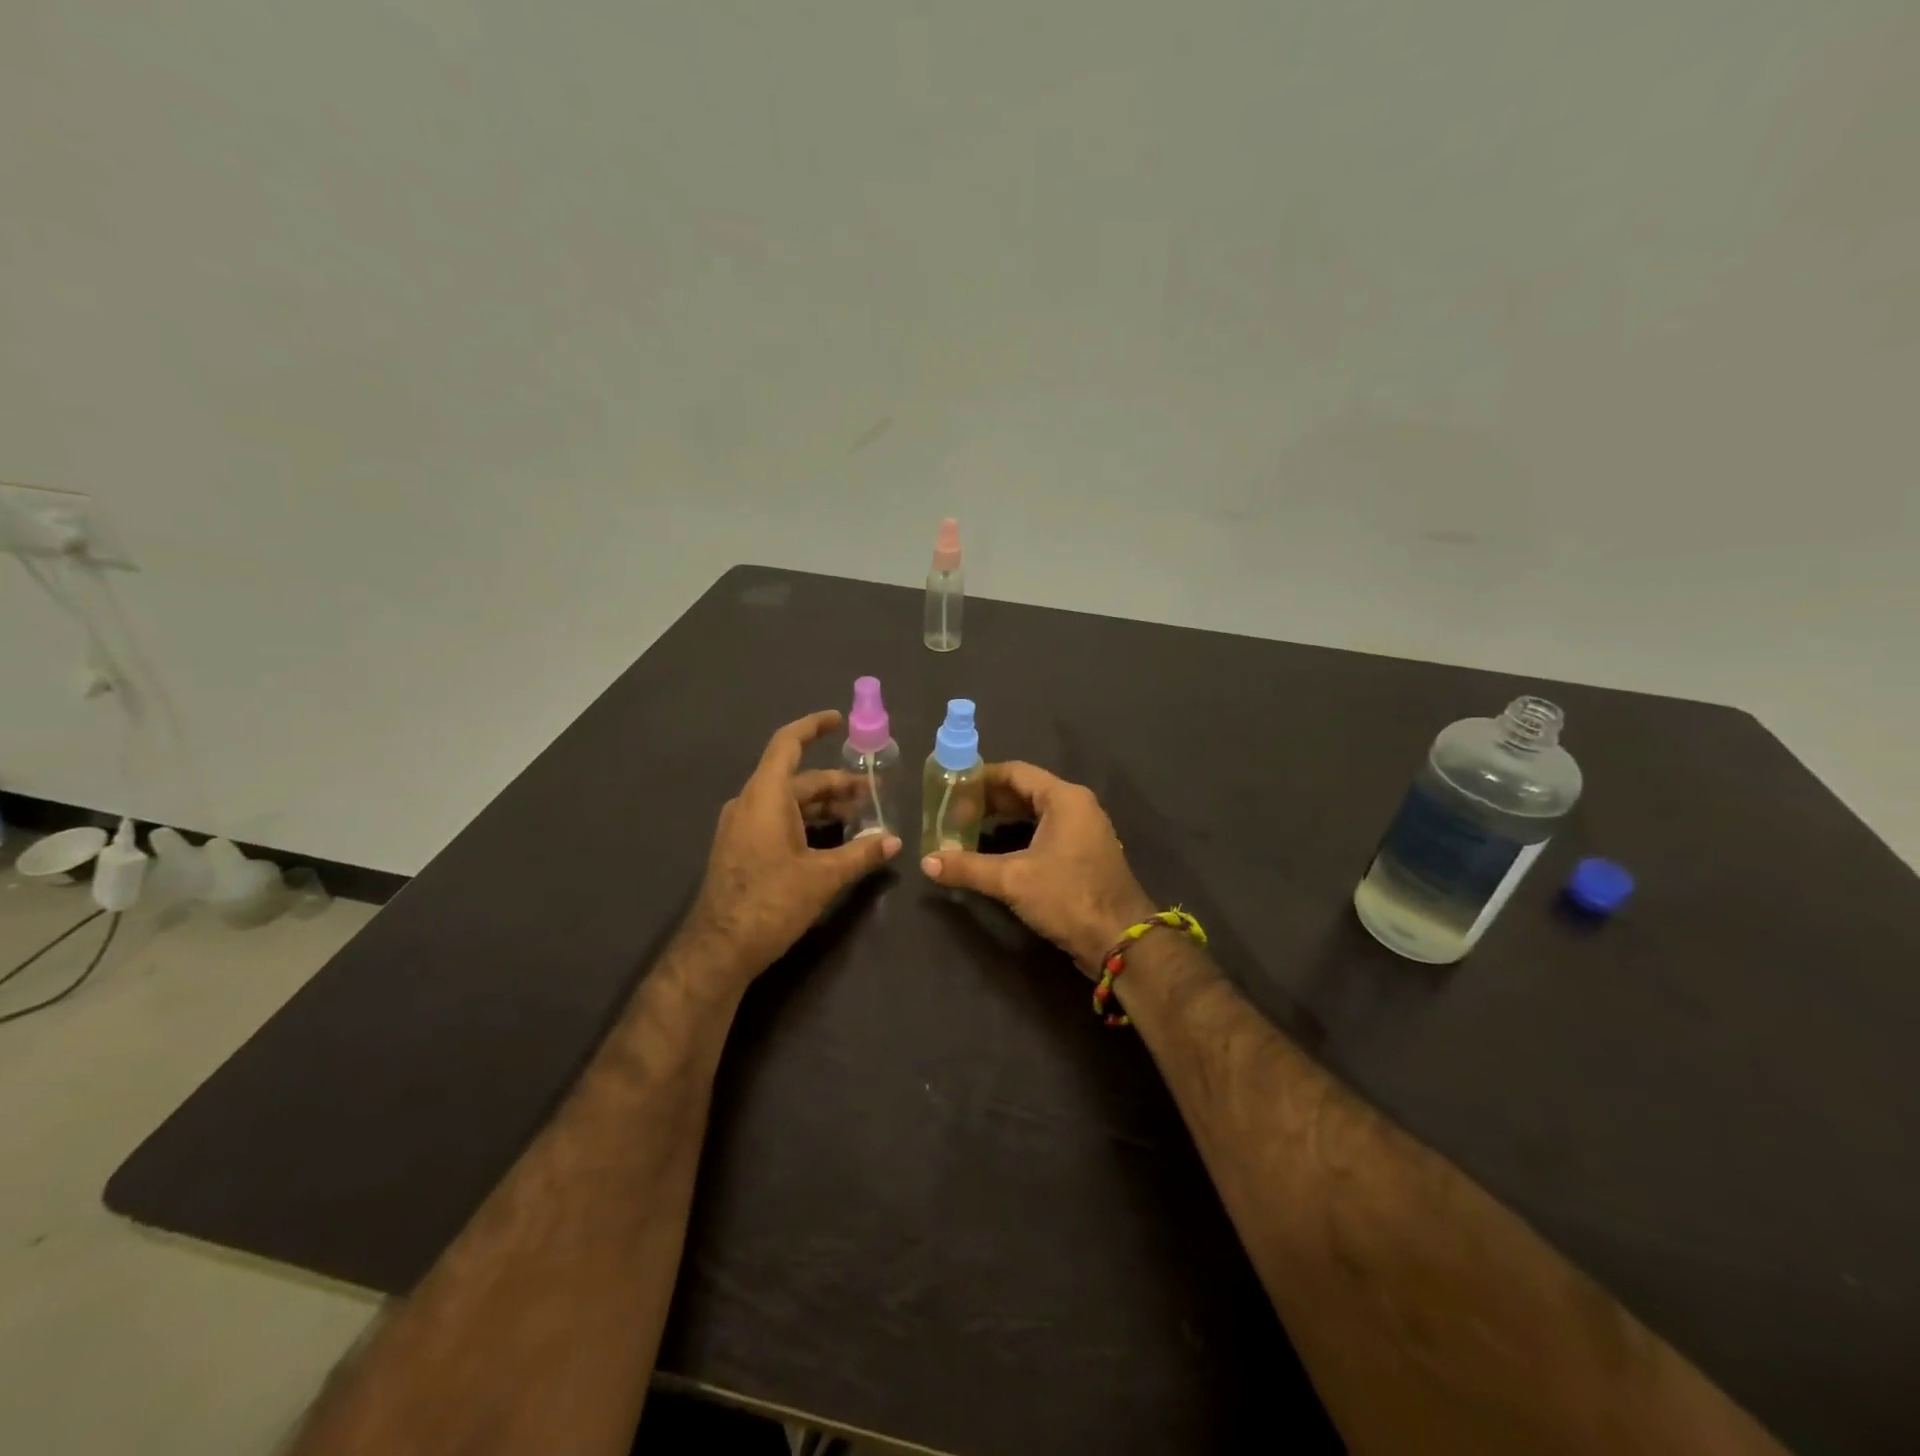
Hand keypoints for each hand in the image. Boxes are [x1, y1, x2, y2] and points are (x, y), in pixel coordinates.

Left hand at [685, 710, 900, 977]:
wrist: (720, 949)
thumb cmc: (771, 902)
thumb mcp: (824, 877)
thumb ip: (862, 854)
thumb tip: (896, 841)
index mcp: (766, 796)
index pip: (788, 744)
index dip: (814, 727)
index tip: (840, 720)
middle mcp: (750, 803)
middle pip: (797, 778)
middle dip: (836, 782)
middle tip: (872, 791)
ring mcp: (742, 827)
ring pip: (788, 802)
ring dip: (823, 805)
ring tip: (859, 815)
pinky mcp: (741, 849)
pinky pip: (777, 820)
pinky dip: (806, 821)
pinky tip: (832, 840)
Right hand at [921, 762, 1154, 975]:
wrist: (1120, 940)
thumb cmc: (1068, 897)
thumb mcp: (1013, 880)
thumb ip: (967, 867)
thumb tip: (926, 862)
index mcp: (1064, 798)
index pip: (1015, 772)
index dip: (980, 779)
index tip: (950, 790)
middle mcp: (1076, 807)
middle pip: (1024, 791)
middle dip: (987, 801)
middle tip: (952, 813)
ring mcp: (1083, 831)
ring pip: (1034, 813)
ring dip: (1001, 819)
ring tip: (966, 831)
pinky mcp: (1082, 855)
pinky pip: (1045, 832)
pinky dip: (1018, 836)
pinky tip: (993, 852)